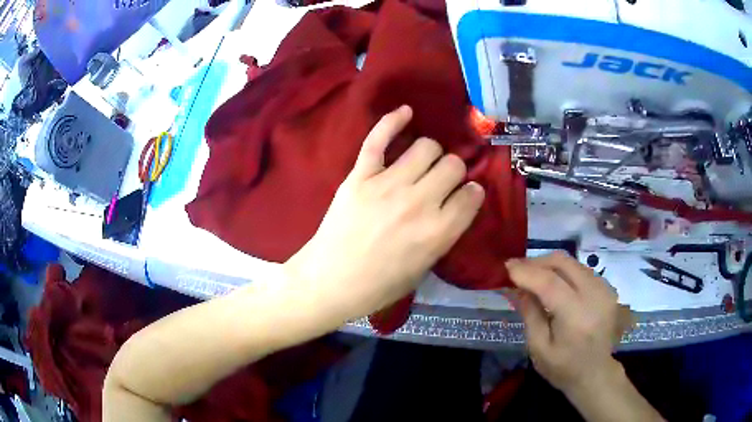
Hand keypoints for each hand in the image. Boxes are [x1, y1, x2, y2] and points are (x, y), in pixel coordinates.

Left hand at [284, 105, 484, 321]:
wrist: (329, 281)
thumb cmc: (378, 286)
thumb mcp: (423, 269)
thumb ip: (443, 234)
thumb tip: (455, 206)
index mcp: (437, 233)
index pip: (471, 195)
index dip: (472, 193)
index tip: (466, 195)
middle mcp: (418, 203)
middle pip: (452, 165)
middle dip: (453, 172)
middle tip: (441, 182)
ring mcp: (387, 185)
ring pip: (426, 147)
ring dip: (430, 154)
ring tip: (421, 164)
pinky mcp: (360, 176)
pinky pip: (378, 139)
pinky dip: (392, 121)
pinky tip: (406, 112)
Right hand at [506, 252, 629, 394]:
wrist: (595, 373)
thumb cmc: (563, 367)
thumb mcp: (538, 347)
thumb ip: (530, 313)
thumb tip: (517, 286)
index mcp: (576, 316)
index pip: (550, 283)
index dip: (527, 272)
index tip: (507, 267)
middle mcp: (594, 296)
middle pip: (563, 263)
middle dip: (537, 262)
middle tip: (518, 269)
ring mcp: (604, 289)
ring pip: (572, 262)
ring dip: (549, 265)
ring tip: (532, 275)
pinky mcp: (607, 287)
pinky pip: (581, 269)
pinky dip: (563, 271)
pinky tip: (553, 282)